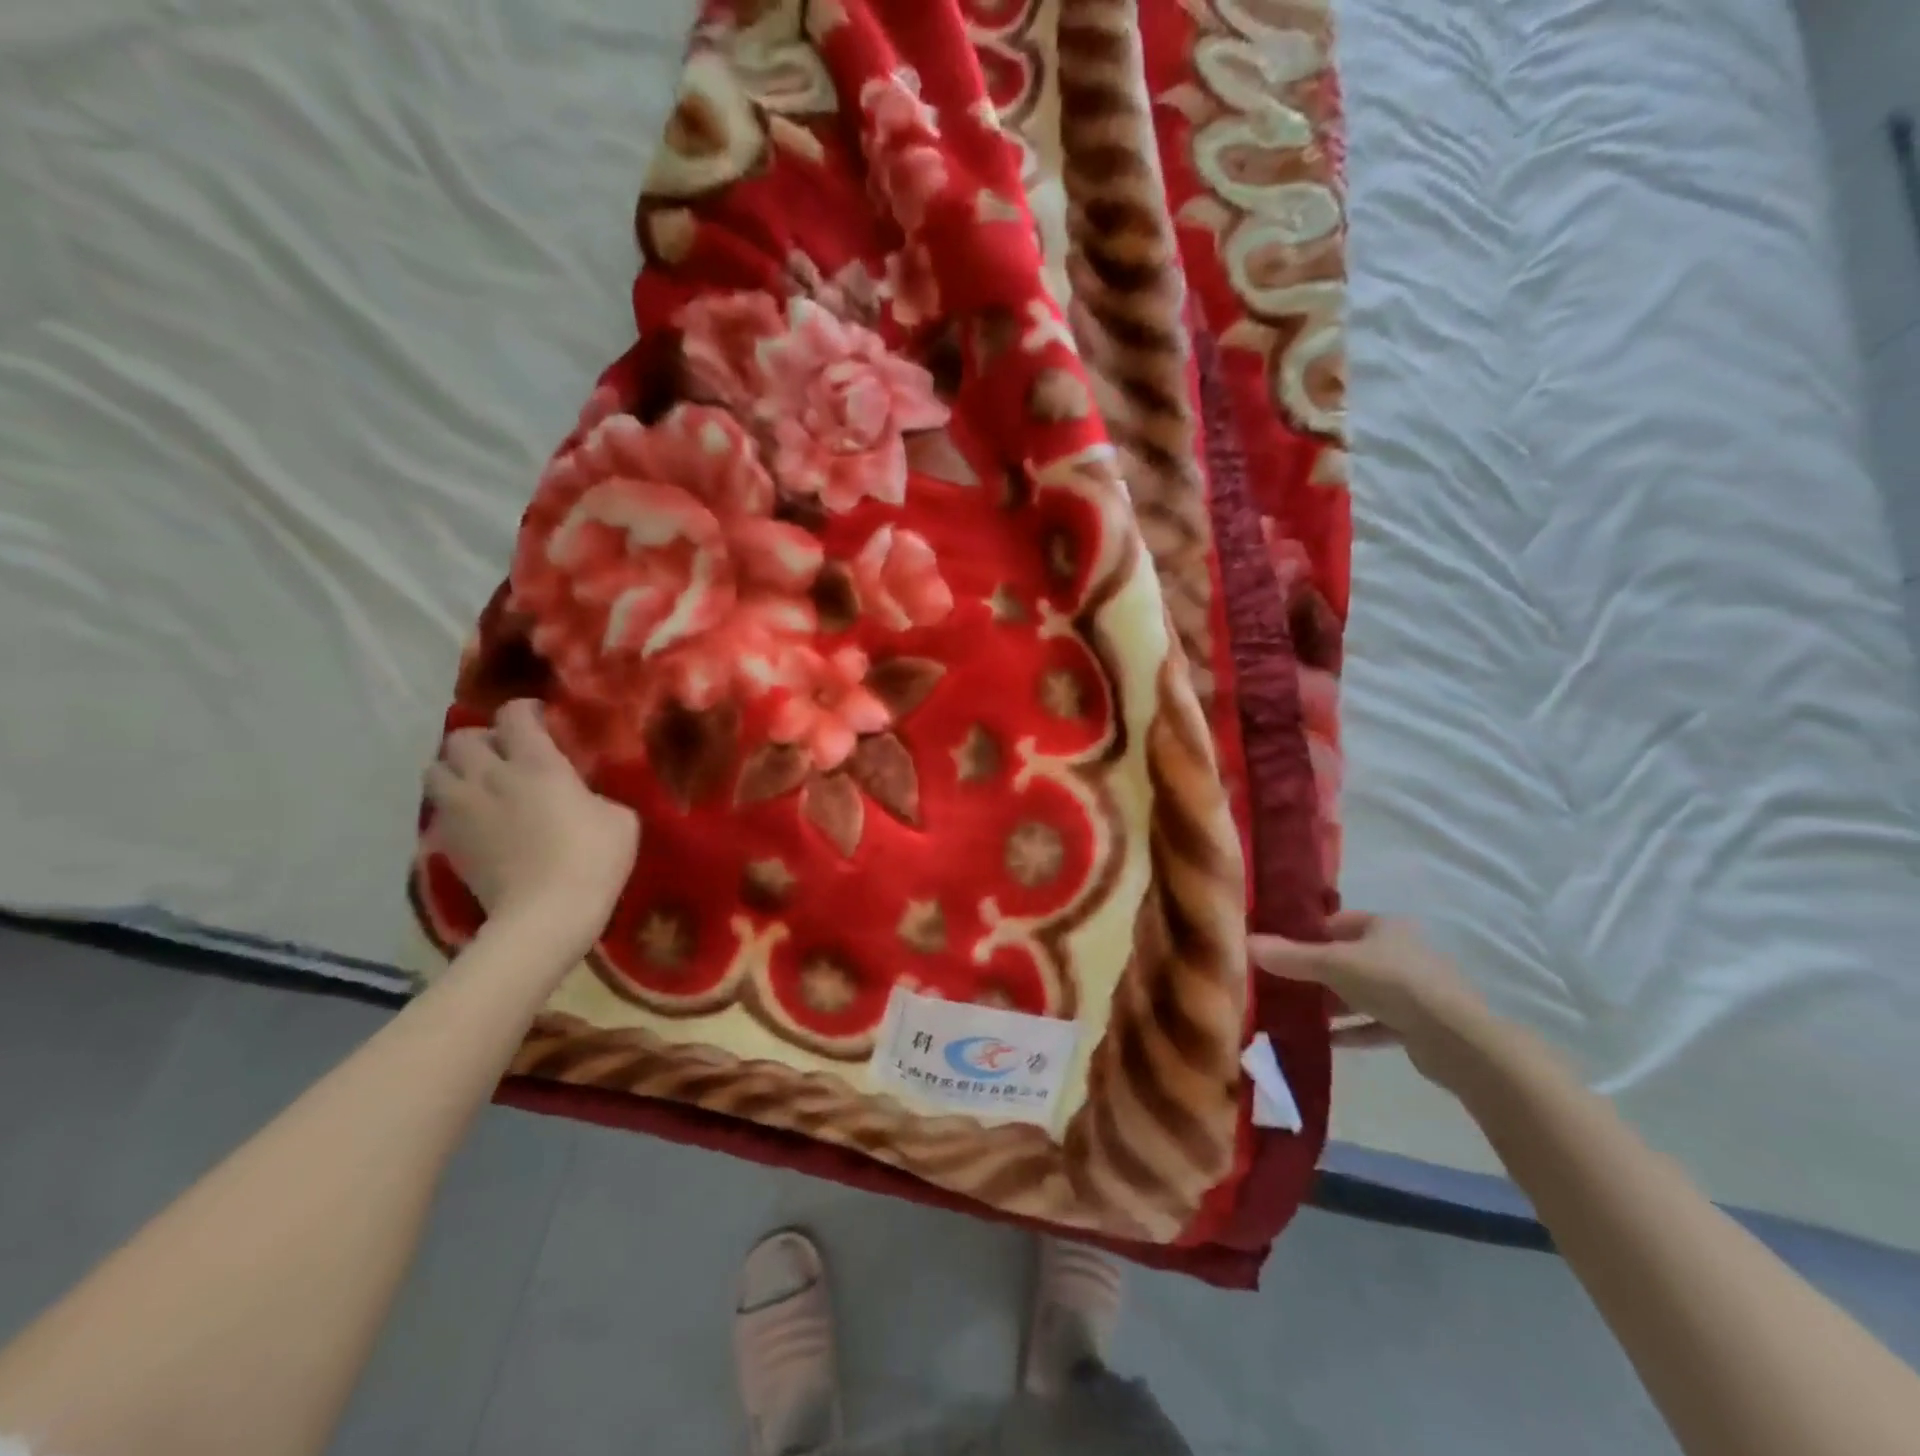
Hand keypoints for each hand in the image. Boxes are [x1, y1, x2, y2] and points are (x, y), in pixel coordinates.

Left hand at [424, 700, 638, 945]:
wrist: (546, 915)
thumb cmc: (593, 859)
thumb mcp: (620, 818)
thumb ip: (595, 794)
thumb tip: (580, 796)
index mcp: (537, 763)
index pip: (514, 714)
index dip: (526, 711)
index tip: (542, 721)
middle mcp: (491, 776)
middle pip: (462, 737)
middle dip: (482, 740)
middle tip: (505, 755)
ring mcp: (463, 809)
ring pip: (435, 769)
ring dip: (456, 769)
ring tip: (480, 783)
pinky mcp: (448, 842)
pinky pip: (438, 808)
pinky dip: (453, 805)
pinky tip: (476, 819)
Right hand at [1251, 912, 1495, 1086]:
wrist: (1457, 1039)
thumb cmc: (1392, 983)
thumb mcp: (1333, 965)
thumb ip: (1291, 958)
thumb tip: (1244, 942)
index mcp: (1385, 927)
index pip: (1339, 922)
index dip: (1310, 932)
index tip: (1280, 947)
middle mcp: (1401, 952)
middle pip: (1349, 958)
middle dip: (1318, 971)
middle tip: (1283, 982)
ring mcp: (1413, 990)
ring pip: (1363, 992)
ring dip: (1335, 1003)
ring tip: (1299, 1013)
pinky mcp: (1419, 1024)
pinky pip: (1377, 1023)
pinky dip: (1354, 1030)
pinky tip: (1327, 1040)